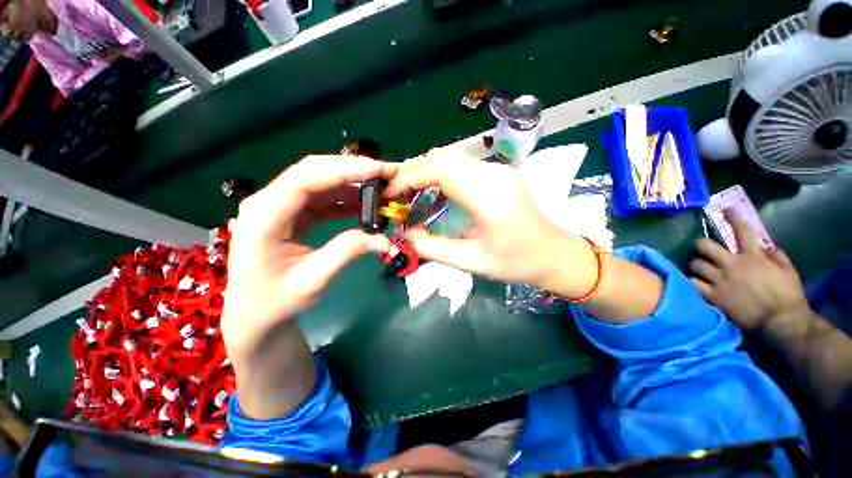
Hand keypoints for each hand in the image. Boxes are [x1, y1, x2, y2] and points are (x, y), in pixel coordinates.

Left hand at [222, 155, 393, 360]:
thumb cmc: (276, 300)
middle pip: (313, 171)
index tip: (379, 170)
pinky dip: (345, 199)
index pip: (306, 178)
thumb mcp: (314, 280)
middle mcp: (268, 202)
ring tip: (380, 190)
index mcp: (265, 216)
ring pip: (320, 181)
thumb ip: (348, 252)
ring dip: (352, 183)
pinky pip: (321, 197)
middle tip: (387, 172)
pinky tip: (364, 206)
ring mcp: (280, 205)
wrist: (254, 312)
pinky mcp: (291, 213)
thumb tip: (385, 240)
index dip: (345, 170)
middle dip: (353, 169)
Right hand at [387, 149, 662, 320]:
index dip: (410, 177)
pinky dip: (441, 174)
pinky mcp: (498, 174)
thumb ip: (432, 247)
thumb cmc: (516, 262)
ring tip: (412, 194)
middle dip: (414, 172)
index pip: (440, 170)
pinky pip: (462, 166)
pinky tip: (435, 193)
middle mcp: (493, 175)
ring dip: (427, 172)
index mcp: (487, 196)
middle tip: (399, 196)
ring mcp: (498, 171)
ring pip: (451, 158)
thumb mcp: (470, 261)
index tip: (392, 194)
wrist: (556, 254)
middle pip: (443, 158)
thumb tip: (406, 232)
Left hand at [690, 210, 810, 334]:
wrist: (781, 322)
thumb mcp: (789, 272)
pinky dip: (692, 281)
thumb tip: (767, 249)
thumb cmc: (788, 296)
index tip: (724, 210)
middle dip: (699, 244)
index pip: (742, 231)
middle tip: (700, 248)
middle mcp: (733, 265)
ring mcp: (721, 280)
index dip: (733, 218)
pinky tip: (694, 282)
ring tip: (698, 268)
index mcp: (753, 257)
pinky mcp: (713, 296)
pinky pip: (693, 283)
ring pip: (696, 264)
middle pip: (705, 246)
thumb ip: (778, 257)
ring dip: (695, 264)